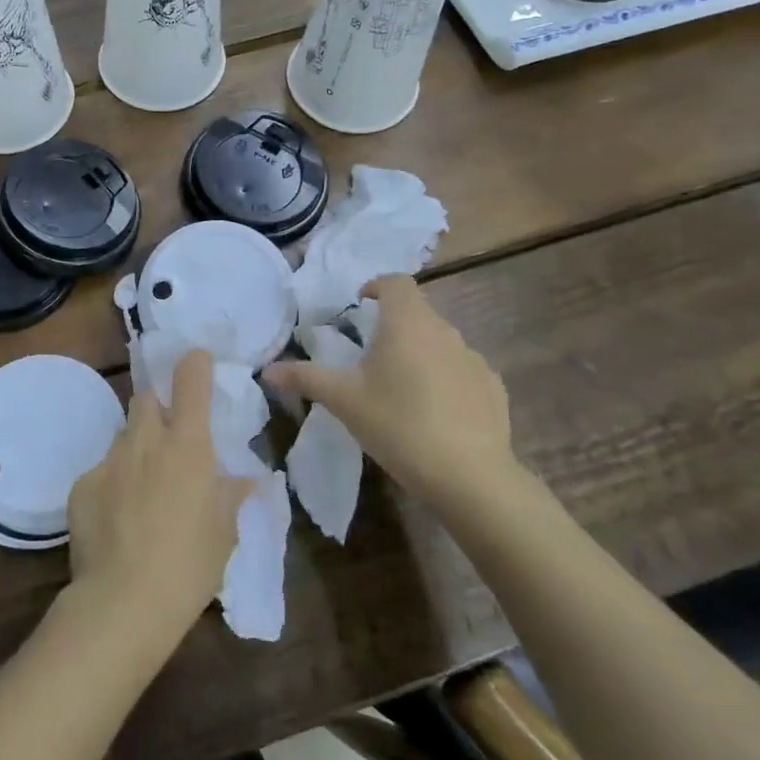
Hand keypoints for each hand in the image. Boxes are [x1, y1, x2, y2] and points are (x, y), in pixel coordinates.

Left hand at [67, 350, 253, 645]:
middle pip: (146, 398)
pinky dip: (112, 484)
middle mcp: (146, 441)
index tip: (197, 362)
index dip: (194, 364)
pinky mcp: (81, 484)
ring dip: (136, 449)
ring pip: (124, 436)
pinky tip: (116, 520)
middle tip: (170, 442)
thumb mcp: (224, 534)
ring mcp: (109, 460)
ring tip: (143, 490)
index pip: (190, 380)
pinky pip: (101, 471)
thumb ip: (232, 497)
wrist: (123, 602)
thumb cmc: (189, 566)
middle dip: (158, 409)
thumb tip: (248, 479)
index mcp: (188, 445)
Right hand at [263, 275, 513, 502]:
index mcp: (406, 323)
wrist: (471, 477)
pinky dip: (445, 378)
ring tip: (400, 386)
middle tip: (370, 354)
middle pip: (417, 312)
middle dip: (393, 324)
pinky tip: (435, 412)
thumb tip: (267, 370)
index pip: (396, 282)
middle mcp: (444, 330)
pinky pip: (462, 370)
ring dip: (419, 351)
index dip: (376, 286)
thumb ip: (305, 378)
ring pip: (440, 341)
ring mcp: (473, 359)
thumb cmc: (398, 425)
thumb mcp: (343, 401)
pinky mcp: (493, 388)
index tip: (360, 304)